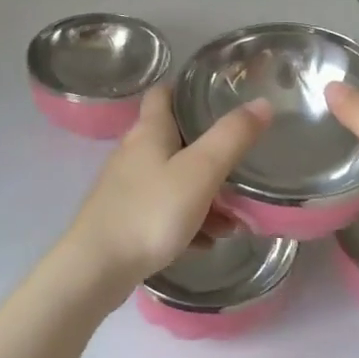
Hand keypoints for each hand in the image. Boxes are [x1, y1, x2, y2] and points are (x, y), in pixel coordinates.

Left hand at [58, 84, 270, 300]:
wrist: (96, 268)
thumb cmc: (150, 212)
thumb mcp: (200, 172)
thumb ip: (231, 137)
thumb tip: (262, 103)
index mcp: (149, 131)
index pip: (164, 93)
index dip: (188, 89)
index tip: (220, 96)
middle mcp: (134, 152)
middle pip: (174, 139)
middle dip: (209, 152)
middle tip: (241, 165)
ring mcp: (126, 187)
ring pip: (173, 179)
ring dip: (204, 194)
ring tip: (233, 220)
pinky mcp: (124, 217)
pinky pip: (164, 210)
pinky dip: (187, 220)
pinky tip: (206, 241)